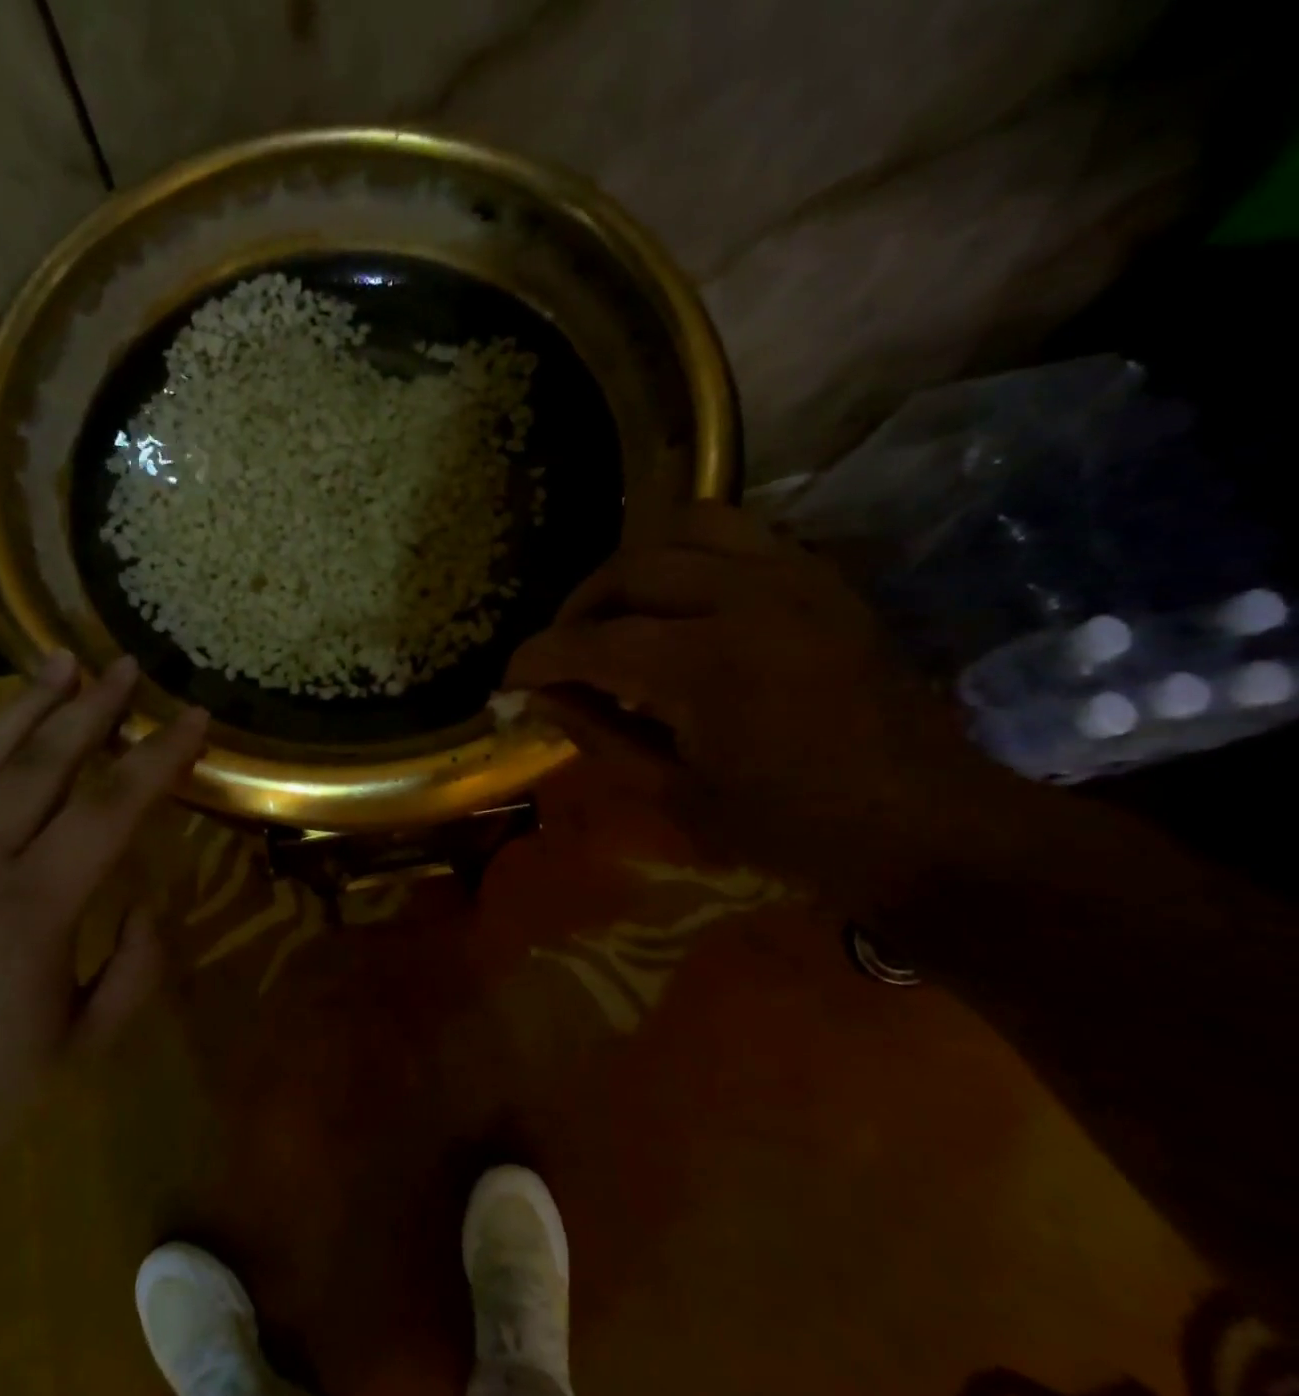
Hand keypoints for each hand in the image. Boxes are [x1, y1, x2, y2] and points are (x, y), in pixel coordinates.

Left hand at [0, 653, 207, 1213]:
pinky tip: (0, 745)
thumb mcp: (84, 1048)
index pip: (110, 808)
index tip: (194, 717)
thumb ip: (134, 967)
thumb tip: (144, 904)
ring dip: (26, 709)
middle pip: (41, 762)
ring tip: (59, 664)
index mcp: (30, 908)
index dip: (158, 757)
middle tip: (125, 664)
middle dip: (91, 707)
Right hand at [506, 502, 1012, 912]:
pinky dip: (690, 555)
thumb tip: (536, 697)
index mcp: (703, 667)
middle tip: (560, 653)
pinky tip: (679, 601)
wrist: (929, 826)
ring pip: (685, 524)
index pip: (588, 641)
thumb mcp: (676, 797)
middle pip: (630, 567)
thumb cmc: (794, 831)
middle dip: (575, 608)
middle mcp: (746, 600)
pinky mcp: (823, 579)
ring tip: (616, 611)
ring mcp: (793, 578)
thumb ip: (598, 735)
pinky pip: (739, 534)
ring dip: (632, 565)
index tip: (507, 680)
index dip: (535, 658)